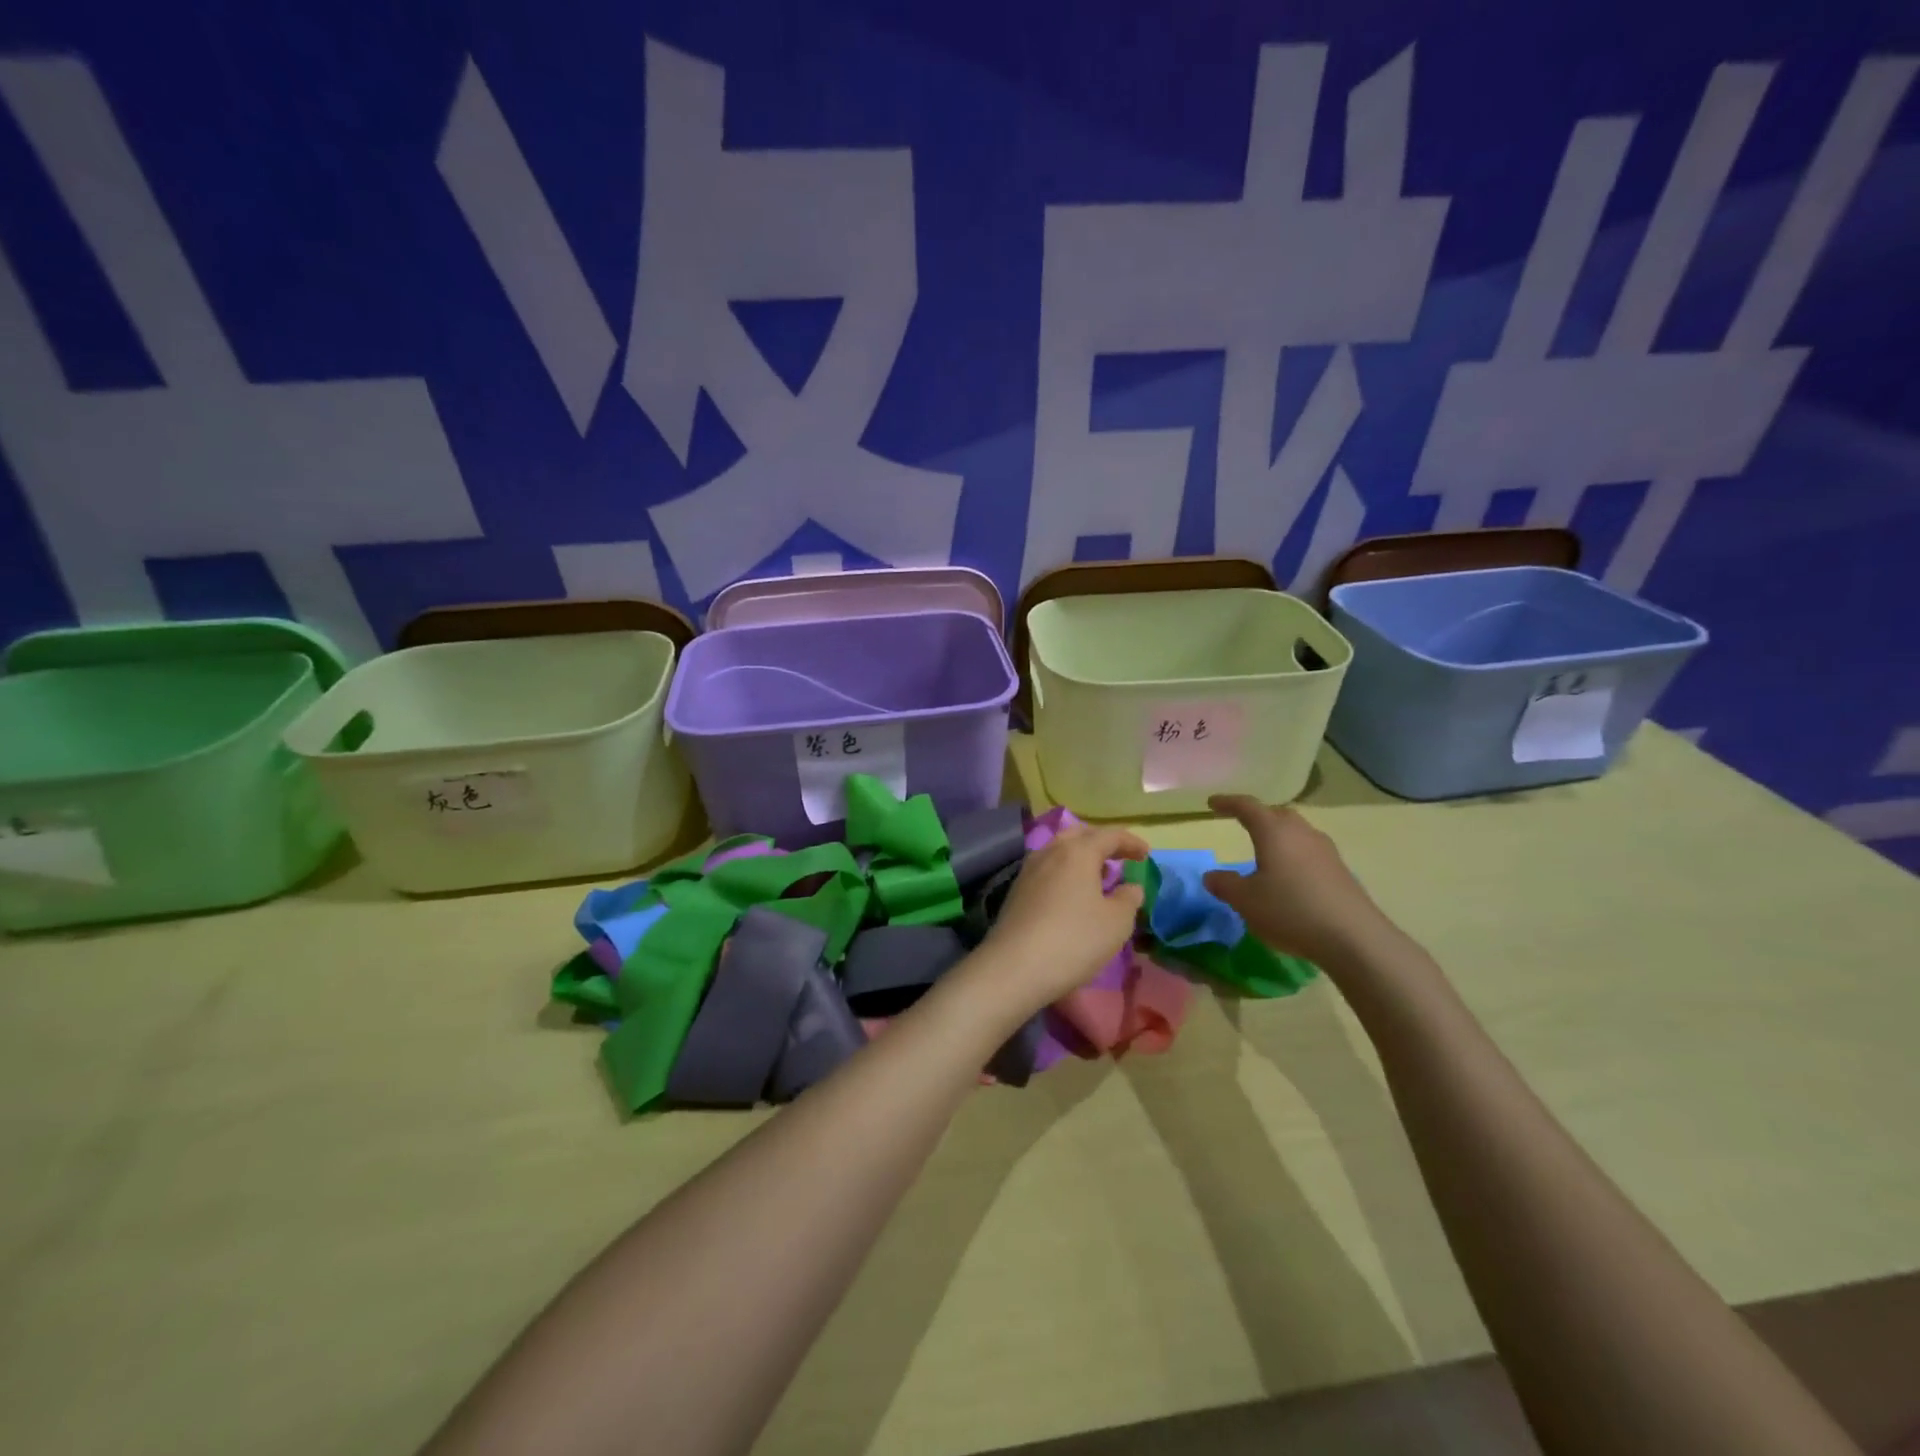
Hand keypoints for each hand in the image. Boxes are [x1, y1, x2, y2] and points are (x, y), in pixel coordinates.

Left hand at [966, 825, 1147, 1016]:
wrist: (1015, 967)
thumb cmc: (1074, 940)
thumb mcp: (1116, 923)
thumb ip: (1128, 899)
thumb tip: (1130, 886)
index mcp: (1078, 852)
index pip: (1109, 835)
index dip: (1130, 842)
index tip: (1146, 854)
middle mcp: (1050, 852)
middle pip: (1079, 835)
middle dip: (1101, 843)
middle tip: (1120, 857)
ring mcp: (1029, 870)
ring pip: (1059, 851)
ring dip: (1081, 857)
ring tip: (1098, 876)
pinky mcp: (1016, 891)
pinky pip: (1047, 869)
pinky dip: (1065, 872)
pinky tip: (1072, 893)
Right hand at [1202, 795, 1390, 966]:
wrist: (1354, 938)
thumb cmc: (1290, 910)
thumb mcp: (1246, 901)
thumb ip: (1225, 885)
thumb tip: (1211, 875)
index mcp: (1274, 832)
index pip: (1247, 807)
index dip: (1228, 803)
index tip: (1212, 803)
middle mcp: (1302, 833)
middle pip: (1277, 814)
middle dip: (1257, 816)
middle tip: (1241, 822)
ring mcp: (1325, 851)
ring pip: (1297, 832)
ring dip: (1279, 835)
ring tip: (1265, 850)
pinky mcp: (1340, 871)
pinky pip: (1310, 852)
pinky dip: (1294, 855)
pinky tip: (1290, 876)